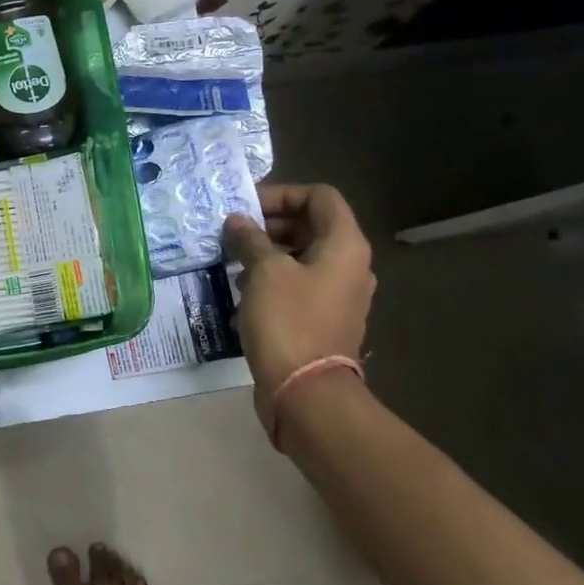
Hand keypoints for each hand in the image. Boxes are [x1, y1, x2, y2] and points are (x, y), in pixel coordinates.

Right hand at [223, 183, 375, 432]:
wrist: (305, 391)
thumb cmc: (288, 321)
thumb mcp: (263, 272)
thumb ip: (250, 240)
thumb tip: (238, 222)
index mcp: (345, 245)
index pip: (320, 197)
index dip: (282, 193)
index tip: (247, 207)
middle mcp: (350, 265)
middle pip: (312, 226)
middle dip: (271, 224)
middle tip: (234, 233)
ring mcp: (340, 295)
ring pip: (303, 257)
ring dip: (268, 253)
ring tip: (233, 261)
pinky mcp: (325, 319)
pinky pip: (300, 285)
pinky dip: (273, 279)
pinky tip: (243, 291)